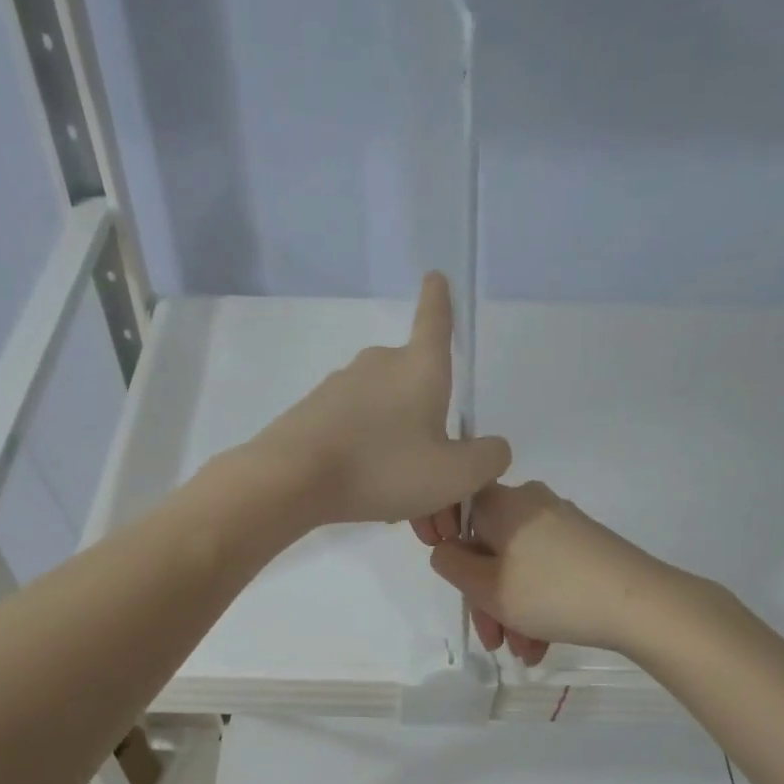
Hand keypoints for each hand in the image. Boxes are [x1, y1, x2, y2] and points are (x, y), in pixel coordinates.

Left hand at [244, 273, 511, 526]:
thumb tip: (491, 448)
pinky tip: (368, 497)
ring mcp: (341, 386)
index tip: (435, 277)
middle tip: (435, 481)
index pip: (436, 320)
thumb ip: (488, 459)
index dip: (440, 300)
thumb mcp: (455, 474)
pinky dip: (367, 460)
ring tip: (403, 506)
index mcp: (419, 367)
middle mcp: (379, 365)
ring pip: (384, 418)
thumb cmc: (383, 468)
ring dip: (399, 455)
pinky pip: (354, 433)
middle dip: (429, 427)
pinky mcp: (312, 411)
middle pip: (414, 385)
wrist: (292, 479)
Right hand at [423, 481, 674, 662]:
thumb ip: (451, 565)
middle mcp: (531, 504)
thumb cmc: (552, 592)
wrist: (642, 605)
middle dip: (486, 599)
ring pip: (518, 567)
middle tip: (493, 640)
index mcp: (503, 502)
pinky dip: (538, 605)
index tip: (457, 586)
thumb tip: (447, 550)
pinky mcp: (586, 546)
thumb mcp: (487, 587)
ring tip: (524, 652)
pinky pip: (545, 572)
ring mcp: (562, 524)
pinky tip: (542, 644)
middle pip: (489, 548)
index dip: (449, 547)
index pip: (459, 510)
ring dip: (513, 611)